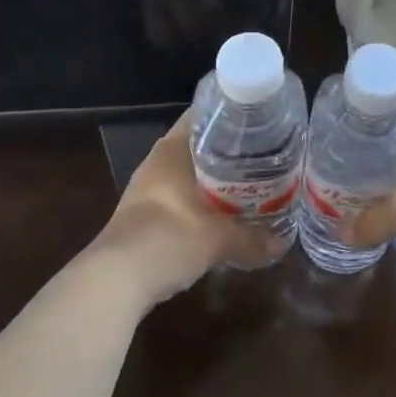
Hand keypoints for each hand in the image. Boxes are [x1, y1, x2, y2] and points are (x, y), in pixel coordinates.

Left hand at [98, 112, 288, 304]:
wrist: (114, 282)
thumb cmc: (167, 239)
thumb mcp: (218, 239)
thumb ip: (252, 239)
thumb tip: (281, 245)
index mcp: (173, 149)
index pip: (204, 115)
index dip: (232, 114)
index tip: (259, 120)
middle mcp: (158, 161)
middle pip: (199, 143)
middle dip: (230, 149)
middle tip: (264, 153)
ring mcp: (148, 188)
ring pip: (189, 171)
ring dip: (215, 177)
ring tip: (250, 181)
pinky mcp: (144, 214)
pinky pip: (181, 194)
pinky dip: (201, 198)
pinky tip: (223, 211)